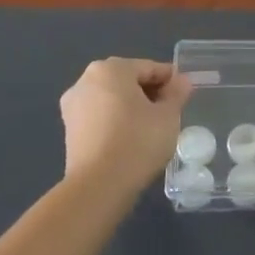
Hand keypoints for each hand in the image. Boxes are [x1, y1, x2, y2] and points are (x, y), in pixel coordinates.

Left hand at [59, 57, 193, 197]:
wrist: (98, 186)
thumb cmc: (138, 142)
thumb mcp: (168, 116)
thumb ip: (176, 94)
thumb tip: (182, 81)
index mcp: (111, 69)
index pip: (148, 68)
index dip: (170, 80)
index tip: (185, 94)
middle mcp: (86, 80)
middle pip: (127, 80)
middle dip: (149, 92)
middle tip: (170, 111)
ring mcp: (73, 105)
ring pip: (111, 98)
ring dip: (131, 106)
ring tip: (152, 127)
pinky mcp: (69, 129)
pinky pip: (99, 116)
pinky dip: (115, 121)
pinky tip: (131, 138)